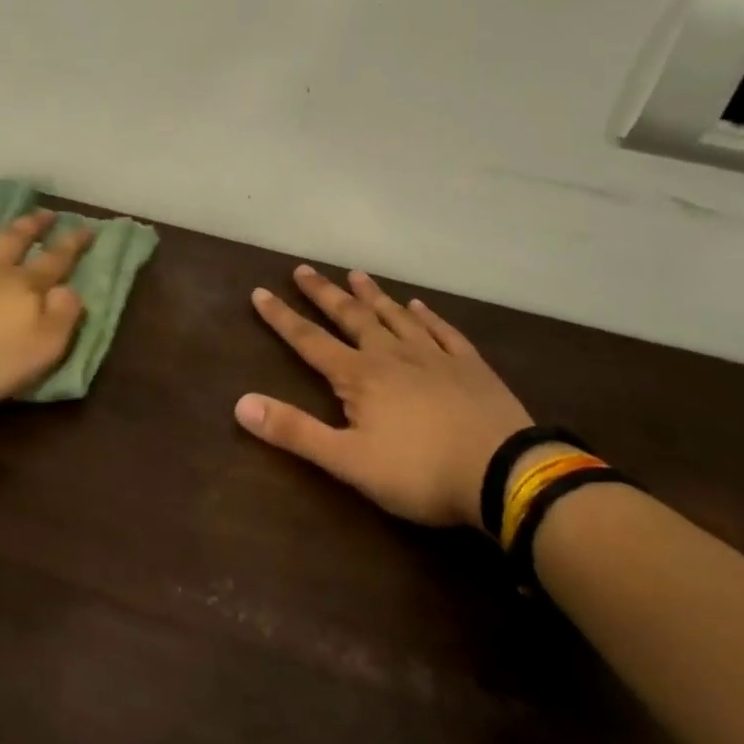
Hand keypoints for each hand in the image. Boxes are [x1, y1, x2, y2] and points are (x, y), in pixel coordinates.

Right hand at [236, 265, 533, 529]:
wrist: (503, 473)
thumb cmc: (419, 471)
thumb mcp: (347, 461)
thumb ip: (294, 431)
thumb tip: (240, 404)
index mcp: (359, 376)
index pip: (310, 341)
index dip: (282, 318)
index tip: (260, 291)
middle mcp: (392, 354)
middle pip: (351, 317)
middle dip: (324, 294)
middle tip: (305, 269)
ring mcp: (434, 355)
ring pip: (395, 316)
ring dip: (373, 295)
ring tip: (356, 274)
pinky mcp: (469, 365)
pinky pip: (442, 330)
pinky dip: (427, 315)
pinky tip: (419, 305)